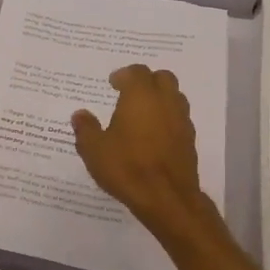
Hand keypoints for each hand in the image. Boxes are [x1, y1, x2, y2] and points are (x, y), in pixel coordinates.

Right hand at [71, 65, 214, 239]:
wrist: (166, 197)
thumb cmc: (126, 167)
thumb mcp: (93, 149)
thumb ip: (86, 128)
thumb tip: (80, 114)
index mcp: (140, 96)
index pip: (136, 72)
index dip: (124, 75)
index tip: (113, 83)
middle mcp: (165, 101)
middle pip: (162, 78)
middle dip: (146, 81)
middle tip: (129, 93)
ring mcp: (181, 120)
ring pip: (175, 97)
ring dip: (160, 98)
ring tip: (142, 114)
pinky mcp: (190, 140)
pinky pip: (179, 119)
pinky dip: (167, 119)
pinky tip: (153, 136)